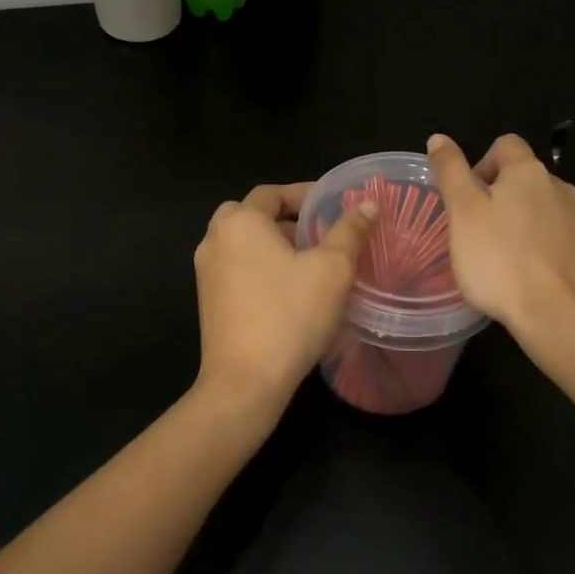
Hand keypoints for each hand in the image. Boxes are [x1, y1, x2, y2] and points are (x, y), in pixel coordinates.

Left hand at [193, 183, 378, 412]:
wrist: (245, 381)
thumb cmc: (291, 315)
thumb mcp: (333, 269)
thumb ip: (350, 231)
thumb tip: (368, 204)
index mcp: (241, 222)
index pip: (272, 192)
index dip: (305, 194)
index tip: (334, 204)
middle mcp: (215, 240)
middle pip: (251, 214)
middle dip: (285, 218)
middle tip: (318, 231)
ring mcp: (206, 272)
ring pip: (242, 243)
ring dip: (272, 243)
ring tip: (309, 260)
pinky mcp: (208, 301)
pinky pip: (236, 268)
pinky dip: (259, 266)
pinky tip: (288, 289)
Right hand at [427, 133, 574, 339]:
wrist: (557, 315)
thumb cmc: (500, 260)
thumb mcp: (463, 212)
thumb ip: (451, 172)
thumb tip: (439, 138)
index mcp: (529, 171)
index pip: (505, 145)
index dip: (481, 164)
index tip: (467, 198)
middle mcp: (560, 187)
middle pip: (524, 178)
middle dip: (500, 196)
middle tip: (475, 231)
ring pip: (541, 208)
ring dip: (520, 221)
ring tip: (499, 255)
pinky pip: (556, 236)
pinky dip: (538, 245)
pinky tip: (524, 273)